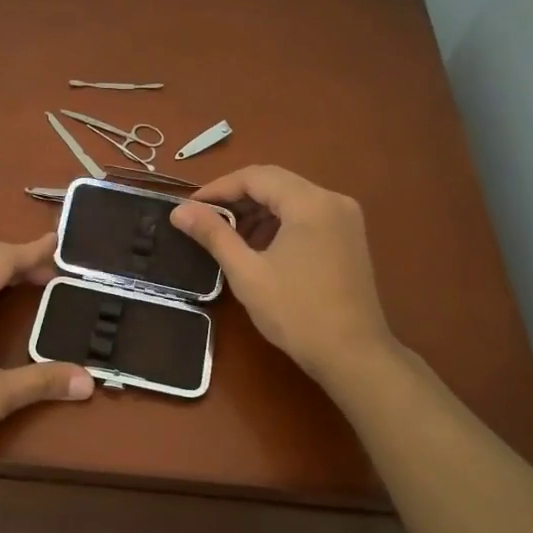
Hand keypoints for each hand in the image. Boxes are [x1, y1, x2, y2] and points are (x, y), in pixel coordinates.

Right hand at [170, 166, 394, 381]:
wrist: (353, 355)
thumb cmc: (296, 313)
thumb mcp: (247, 273)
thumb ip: (213, 235)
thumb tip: (179, 211)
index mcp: (310, 202)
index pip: (256, 176)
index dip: (219, 188)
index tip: (190, 207)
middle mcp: (332, 200)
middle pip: (275, 183)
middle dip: (237, 198)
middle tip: (204, 219)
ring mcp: (346, 218)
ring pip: (291, 198)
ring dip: (258, 210)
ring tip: (228, 236)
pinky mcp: (349, 237)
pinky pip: (307, 215)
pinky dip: (279, 222)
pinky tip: (260, 247)